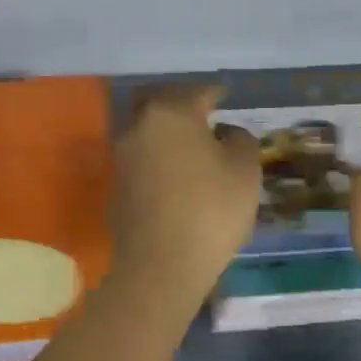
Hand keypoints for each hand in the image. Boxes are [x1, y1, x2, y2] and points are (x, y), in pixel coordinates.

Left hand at [111, 85, 260, 302]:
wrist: (161, 266)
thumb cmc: (211, 210)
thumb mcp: (245, 170)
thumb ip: (240, 140)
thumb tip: (225, 133)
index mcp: (170, 115)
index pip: (197, 93)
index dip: (216, 94)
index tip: (225, 96)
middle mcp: (138, 129)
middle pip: (165, 110)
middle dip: (185, 111)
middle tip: (207, 120)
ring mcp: (121, 161)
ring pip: (151, 139)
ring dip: (171, 141)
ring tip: (195, 154)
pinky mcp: (116, 191)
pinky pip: (144, 168)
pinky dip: (160, 167)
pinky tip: (177, 184)